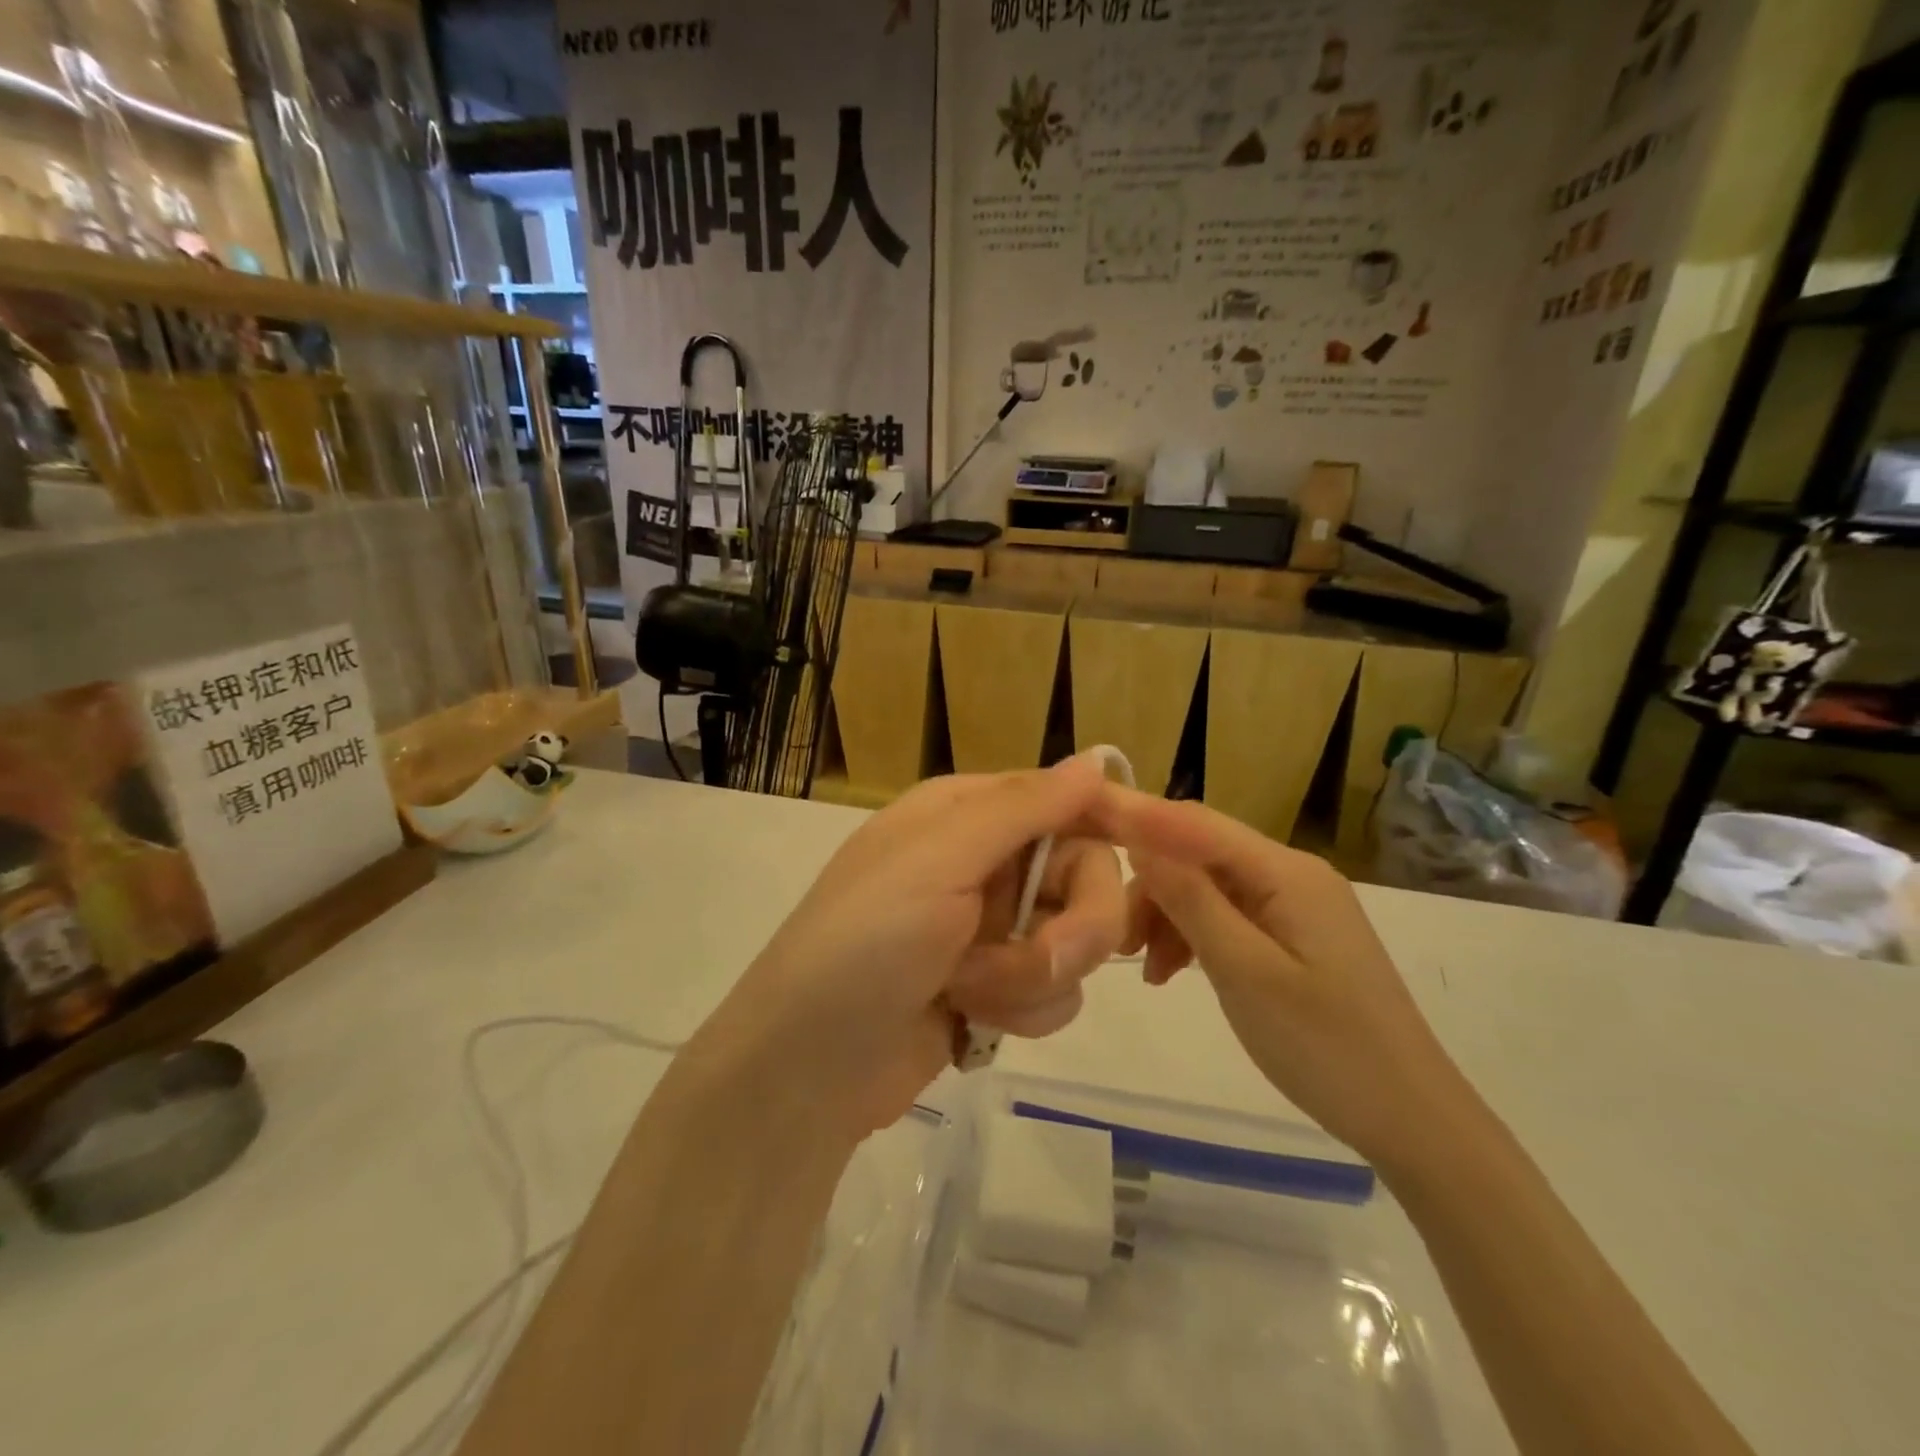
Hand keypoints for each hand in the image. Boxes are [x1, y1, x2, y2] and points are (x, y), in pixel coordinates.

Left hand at [695, 755, 1127, 1134]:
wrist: (806, 1068)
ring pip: (1074, 941)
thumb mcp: (938, 860)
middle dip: (1072, 926)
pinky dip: (1021, 1011)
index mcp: (965, 815)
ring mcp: (989, 929)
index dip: (1107, 828)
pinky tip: (970, 1021)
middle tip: (1045, 956)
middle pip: (1084, 876)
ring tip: (973, 992)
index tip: (1151, 860)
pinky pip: (1053, 991)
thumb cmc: (864, 944)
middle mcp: (982, 863)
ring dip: (1034, 976)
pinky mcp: (993, 989)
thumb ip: (1023, 807)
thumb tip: (1095, 758)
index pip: (1064, 801)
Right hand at [1096, 787, 1481, 1169]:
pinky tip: (1173, 972)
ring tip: (1144, 967)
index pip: (1194, 823)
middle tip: (1113, 934)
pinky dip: (1193, 936)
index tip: (1081, 811)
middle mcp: (1290, 874)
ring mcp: (1294, 905)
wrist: (1412, 1119)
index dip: (1136, 813)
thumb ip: (1191, 900)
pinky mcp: (1293, 935)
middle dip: (1149, 884)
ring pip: (1208, 887)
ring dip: (1168, 916)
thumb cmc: (1326, 1046)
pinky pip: (1228, 916)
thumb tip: (1140, 840)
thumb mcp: (1245, 972)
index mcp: (1286, 872)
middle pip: (1198, 854)